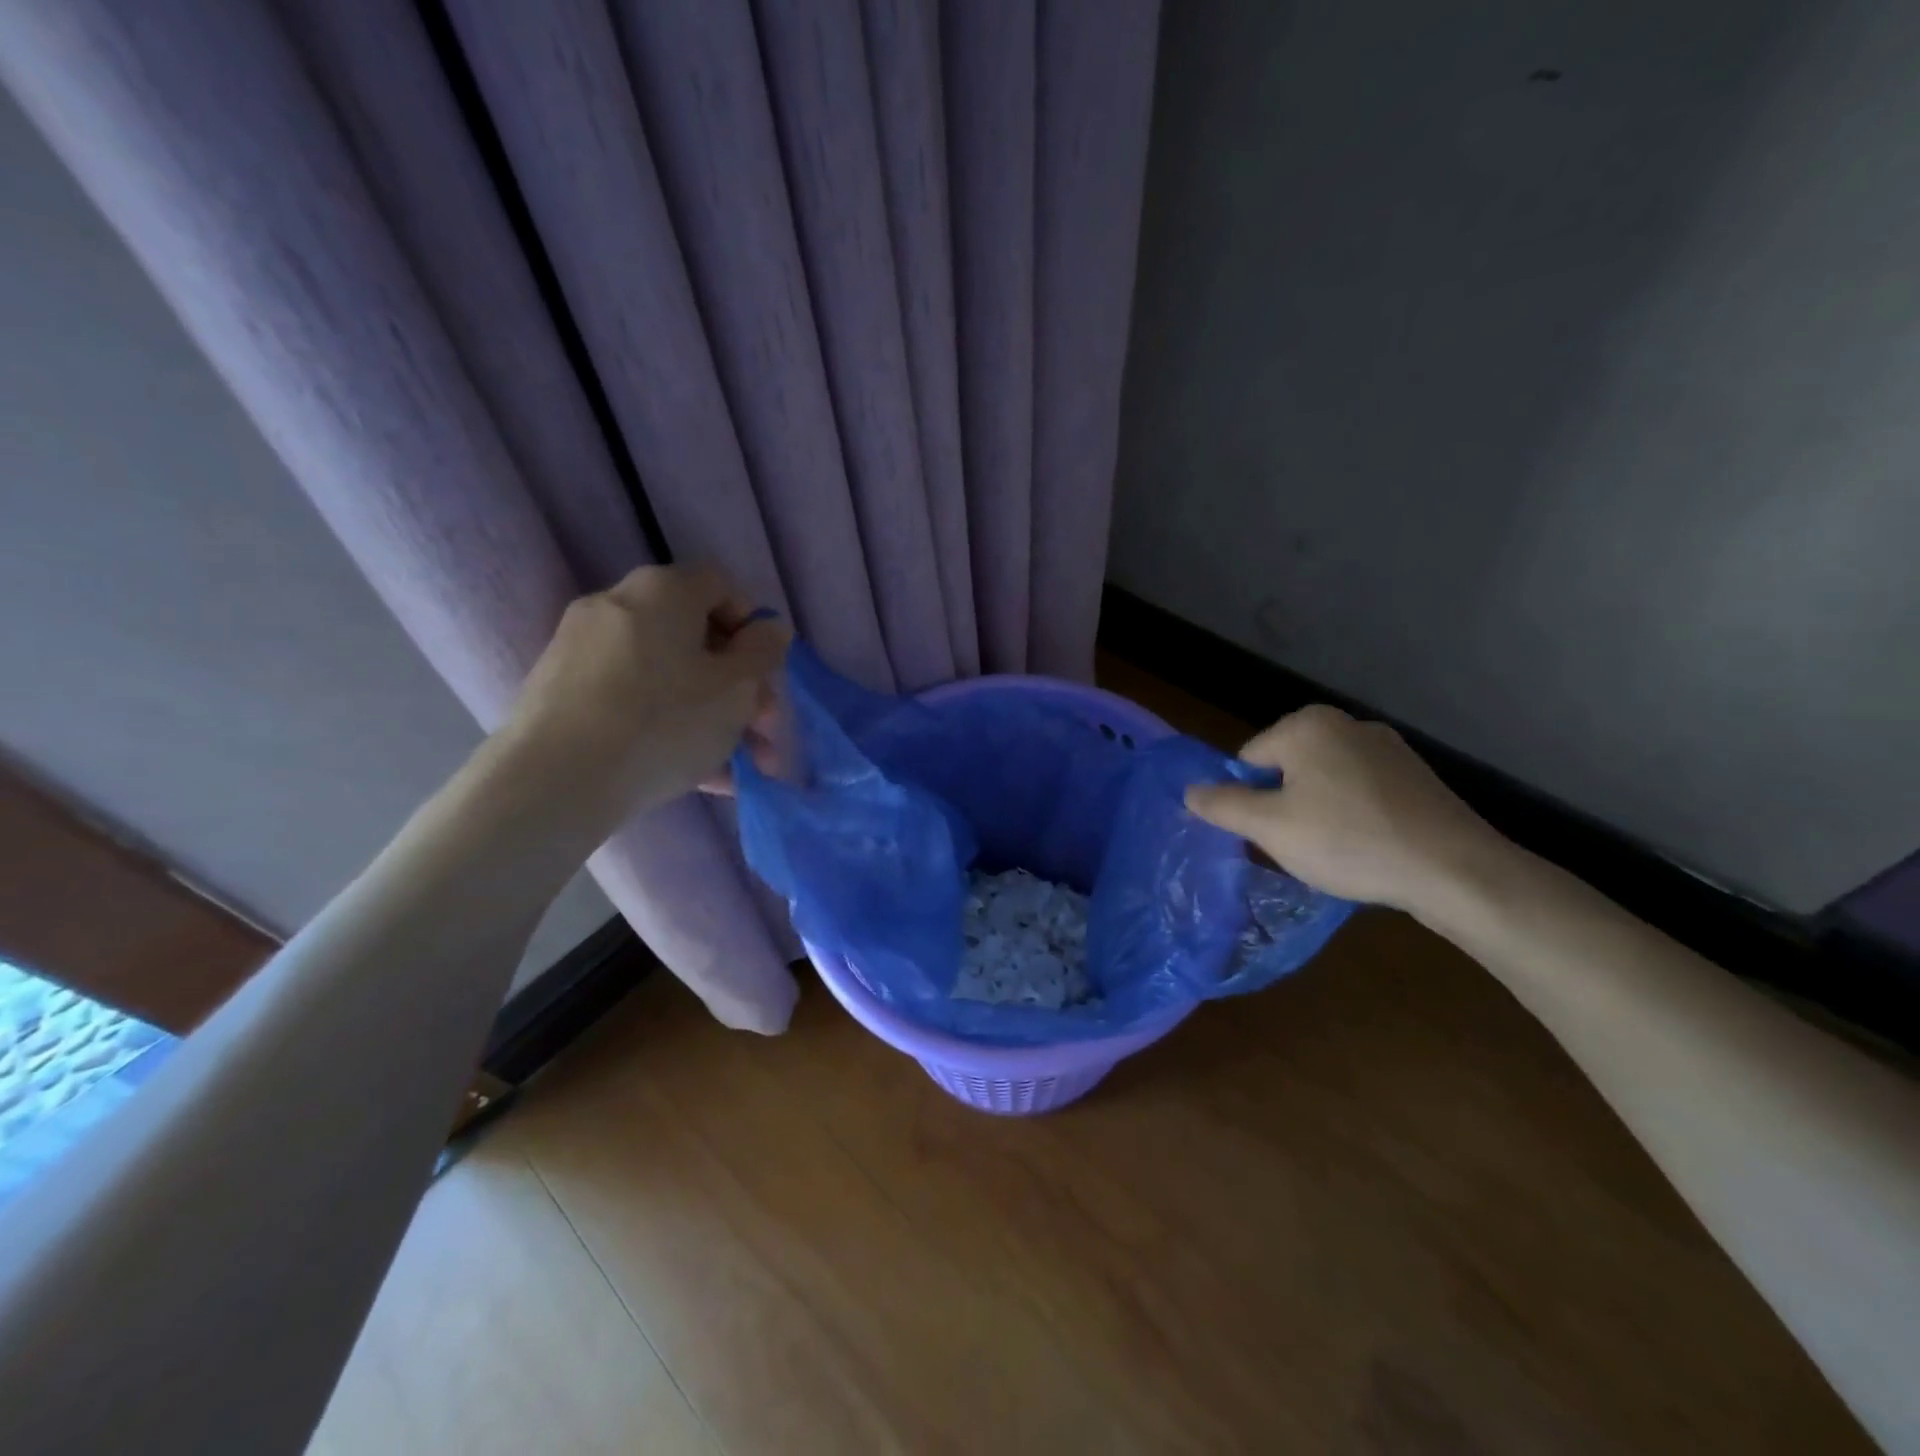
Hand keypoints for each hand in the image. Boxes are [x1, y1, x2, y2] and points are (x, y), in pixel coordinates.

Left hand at [497, 564, 789, 820]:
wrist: (554, 780)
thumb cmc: (663, 722)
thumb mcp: (736, 688)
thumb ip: (763, 651)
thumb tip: (770, 627)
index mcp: (664, 591)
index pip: (722, 586)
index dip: (753, 627)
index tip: (765, 674)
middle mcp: (619, 605)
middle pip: (696, 638)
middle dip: (739, 688)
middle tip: (761, 732)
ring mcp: (584, 649)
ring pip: (668, 677)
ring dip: (711, 717)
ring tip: (736, 769)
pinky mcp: (564, 692)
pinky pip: (634, 701)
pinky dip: (668, 728)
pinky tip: (697, 777)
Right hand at [1184, 705, 1504, 916]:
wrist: (1453, 870)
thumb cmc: (1348, 841)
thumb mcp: (1270, 828)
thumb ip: (1221, 805)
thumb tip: (1189, 791)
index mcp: (1306, 725)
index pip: (1248, 760)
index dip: (1250, 800)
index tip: (1271, 835)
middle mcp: (1345, 723)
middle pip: (1286, 768)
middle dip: (1284, 805)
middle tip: (1301, 845)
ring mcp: (1387, 746)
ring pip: (1324, 781)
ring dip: (1318, 811)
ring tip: (1336, 850)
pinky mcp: (1415, 774)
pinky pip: (1360, 791)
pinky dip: (1354, 815)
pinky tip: (1368, 845)